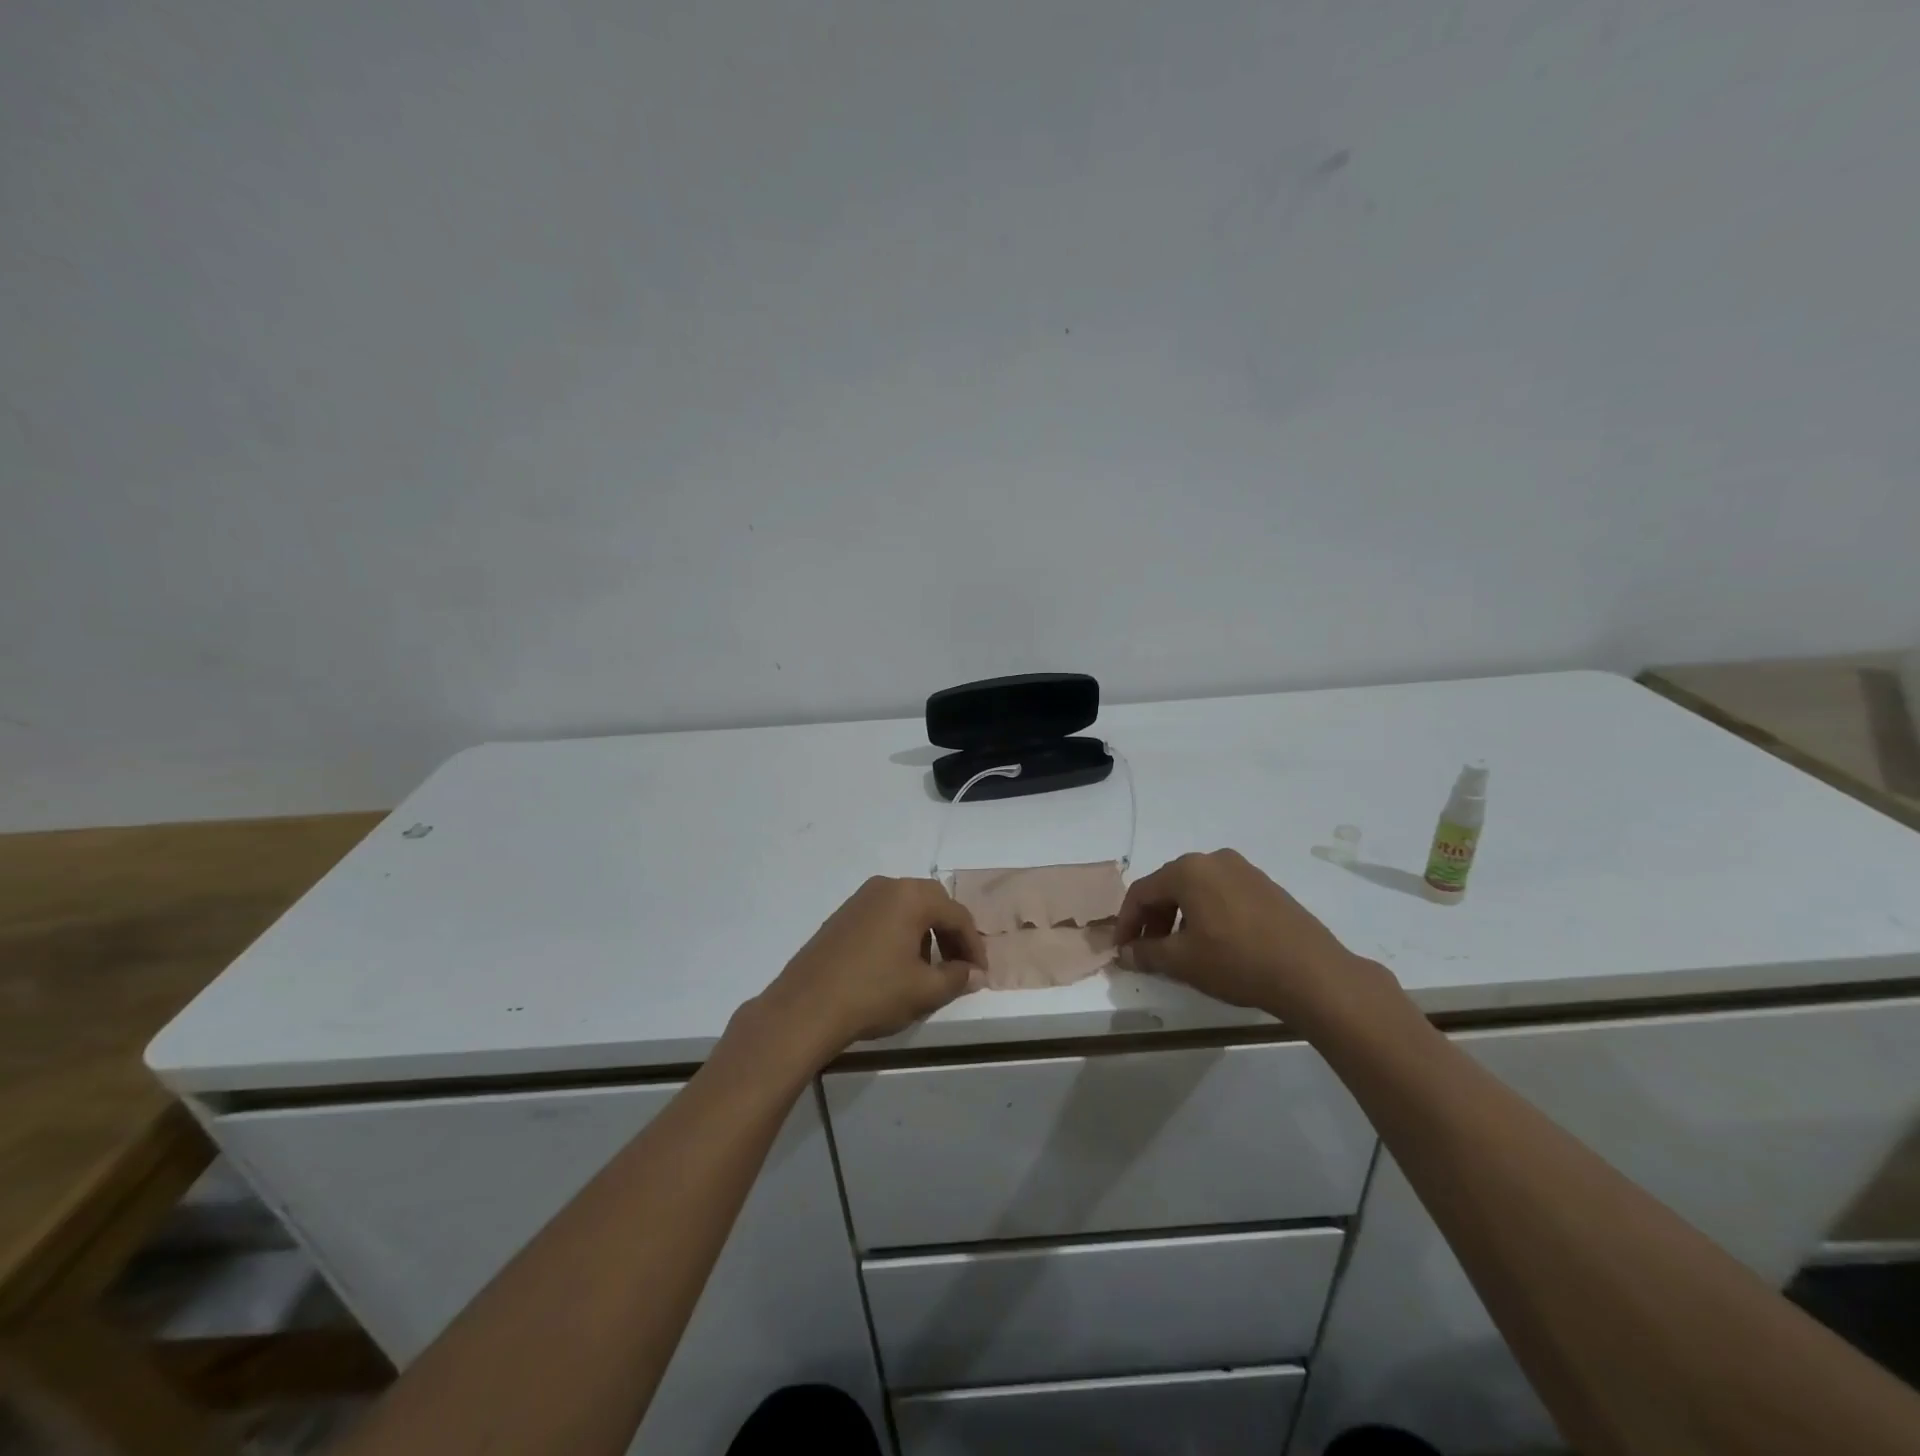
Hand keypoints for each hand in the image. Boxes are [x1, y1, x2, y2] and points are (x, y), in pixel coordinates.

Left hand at [747, 877, 986, 1065]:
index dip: (973, 944)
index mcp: (911, 896)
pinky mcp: (842, 915)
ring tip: (927, 970)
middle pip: (932, 903)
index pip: (957, 914)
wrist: (805, 1007)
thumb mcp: (924, 990)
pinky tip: (896, 965)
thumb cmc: (873, 993)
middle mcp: (887, 886)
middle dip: (950, 933)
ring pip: (907, 908)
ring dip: (925, 933)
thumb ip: (957, 977)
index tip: (980, 973)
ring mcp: (860, 898)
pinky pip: (884, 916)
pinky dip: (900, 934)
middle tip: (958, 966)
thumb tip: (975, 973)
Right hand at [1115, 849, 1365, 1018]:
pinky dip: (1206, 914)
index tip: (1121, 950)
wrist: (1312, 973)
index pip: (1141, 892)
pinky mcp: (1266, 886)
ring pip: (1196, 890)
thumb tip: (1124, 953)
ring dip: (1178, 917)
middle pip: (1168, 886)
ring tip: (1180, 950)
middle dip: (1152, 919)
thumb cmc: (1237, 962)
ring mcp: (1244, 870)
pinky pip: (1222, 894)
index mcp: (1188, 870)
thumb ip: (1147, 954)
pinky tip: (1213, 943)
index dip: (1126, 922)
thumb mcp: (1183, 962)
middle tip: (1148, 951)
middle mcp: (1214, 860)